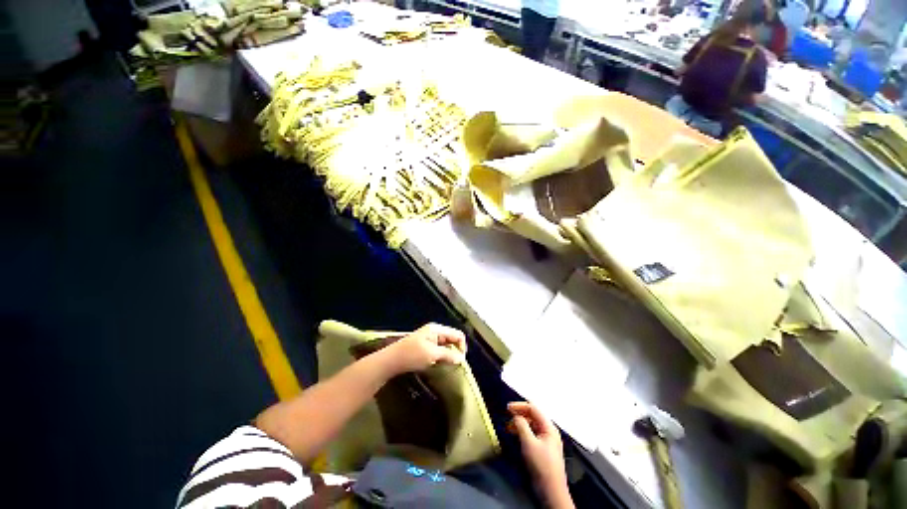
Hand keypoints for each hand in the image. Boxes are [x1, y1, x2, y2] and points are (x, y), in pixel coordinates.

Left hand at [382, 323, 466, 374]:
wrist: (391, 360)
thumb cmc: (412, 355)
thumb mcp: (432, 354)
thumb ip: (448, 355)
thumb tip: (461, 359)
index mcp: (437, 329)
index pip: (457, 334)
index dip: (462, 347)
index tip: (460, 361)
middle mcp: (435, 331)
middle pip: (452, 338)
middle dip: (456, 350)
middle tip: (455, 365)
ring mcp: (429, 338)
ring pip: (446, 344)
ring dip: (449, 354)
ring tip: (448, 365)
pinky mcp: (425, 345)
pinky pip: (439, 348)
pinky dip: (442, 355)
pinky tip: (439, 363)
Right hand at [508, 402, 572, 507]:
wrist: (551, 491)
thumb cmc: (541, 465)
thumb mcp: (529, 443)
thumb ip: (521, 426)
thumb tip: (515, 416)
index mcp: (548, 427)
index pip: (533, 408)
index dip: (520, 406)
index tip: (507, 408)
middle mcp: (549, 431)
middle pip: (533, 416)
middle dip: (519, 414)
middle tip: (507, 417)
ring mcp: (547, 440)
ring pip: (532, 425)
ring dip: (520, 424)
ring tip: (509, 427)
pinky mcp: (544, 449)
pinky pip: (532, 434)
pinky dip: (523, 432)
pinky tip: (516, 436)